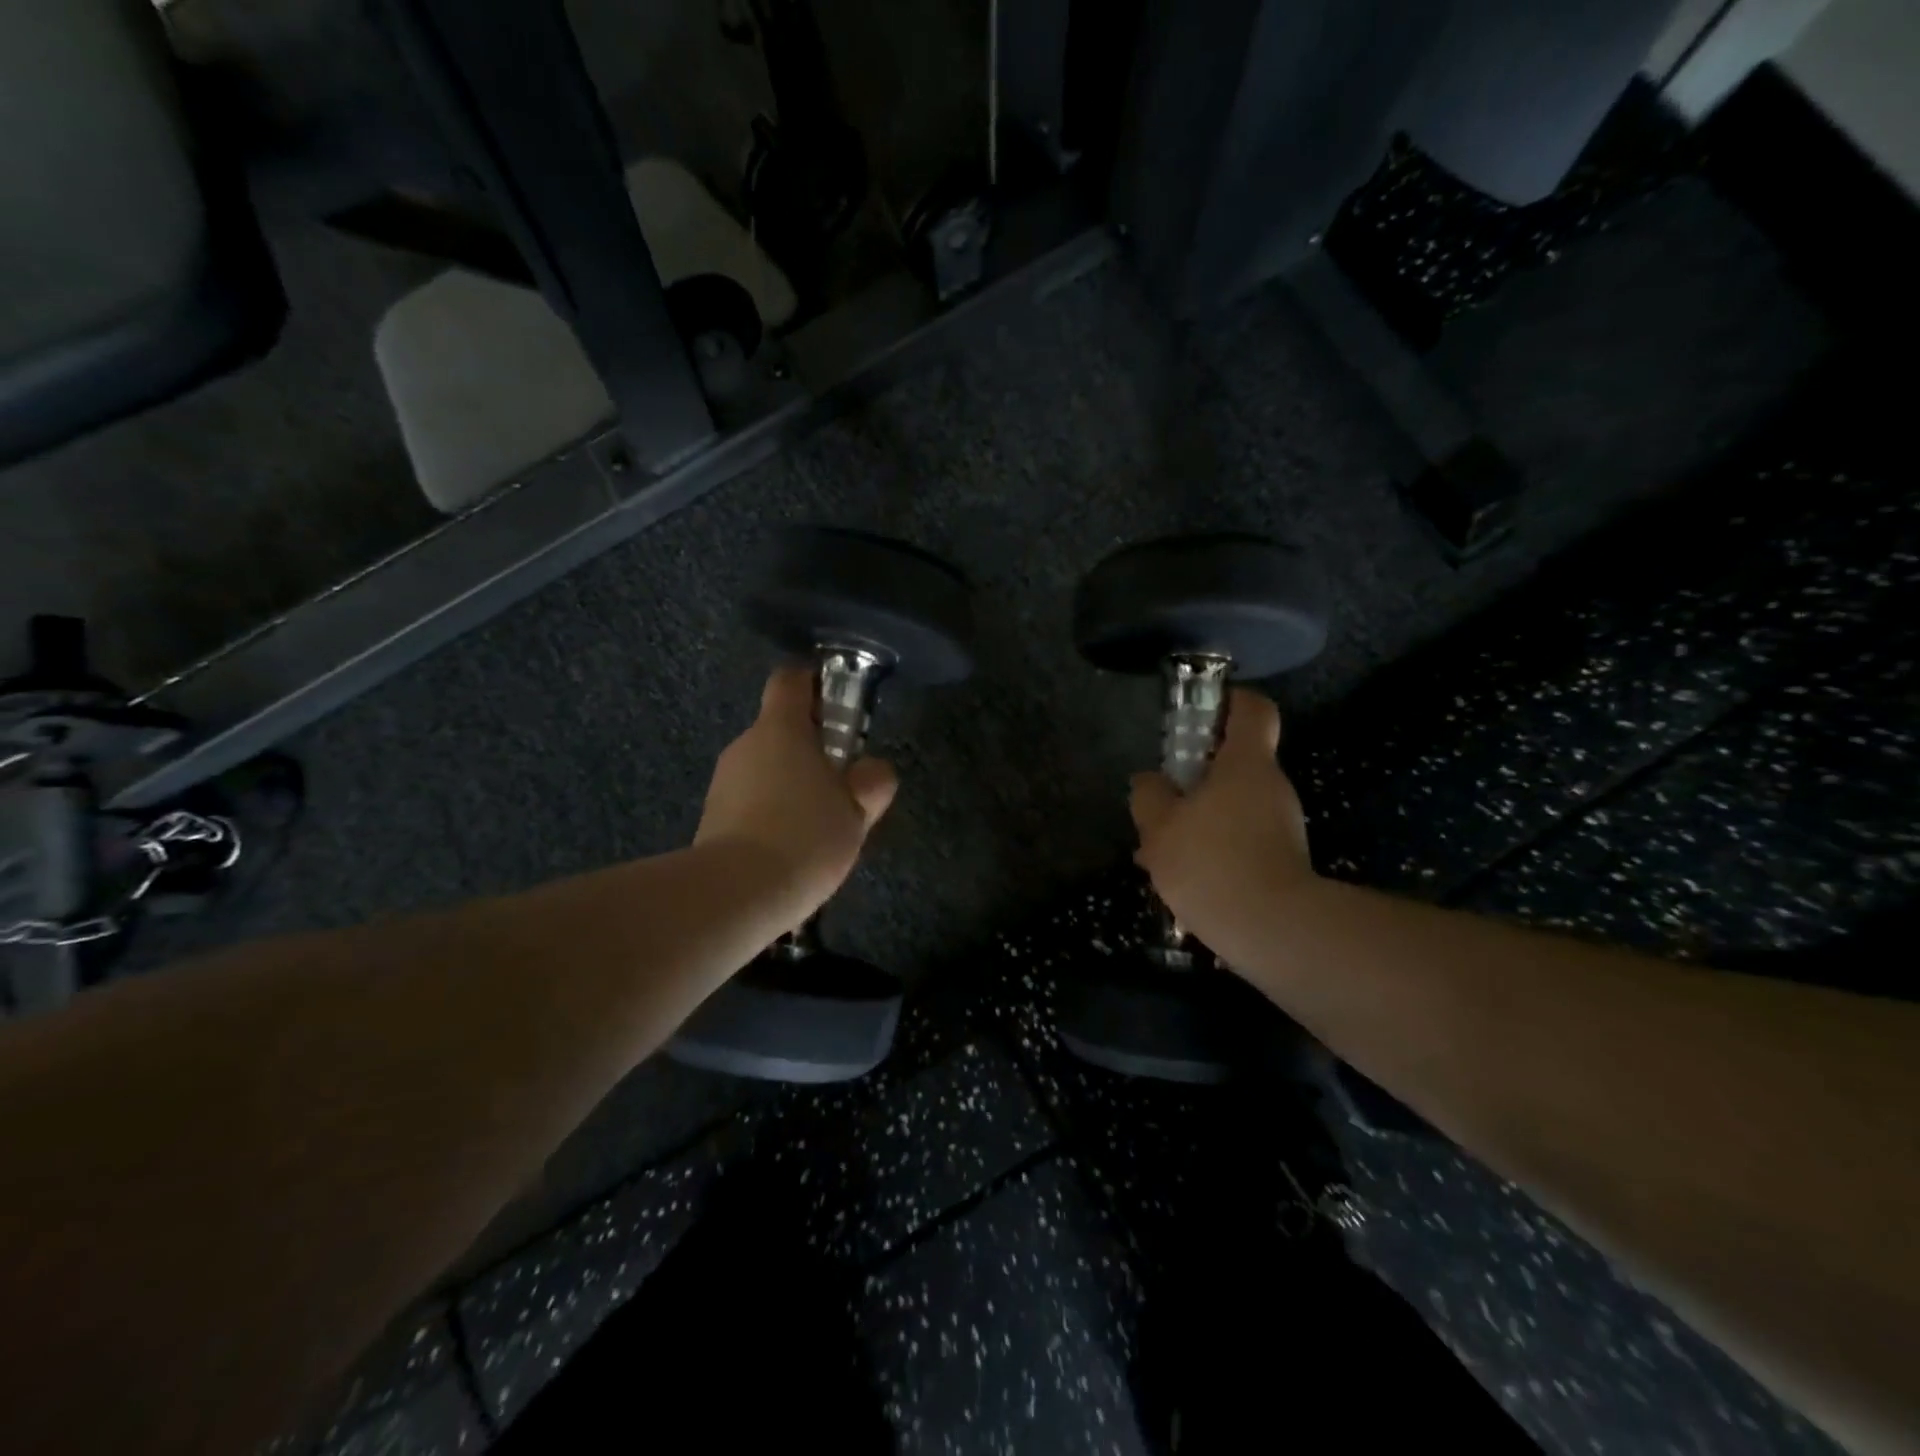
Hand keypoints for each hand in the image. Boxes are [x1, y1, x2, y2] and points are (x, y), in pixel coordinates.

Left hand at [694, 668, 898, 920]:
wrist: (735, 894)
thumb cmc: (804, 836)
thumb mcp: (856, 811)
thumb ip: (871, 782)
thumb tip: (873, 769)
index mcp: (781, 729)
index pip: (791, 679)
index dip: (815, 683)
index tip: (840, 707)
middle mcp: (746, 744)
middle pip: (781, 729)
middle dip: (812, 750)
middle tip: (842, 786)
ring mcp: (724, 781)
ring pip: (766, 768)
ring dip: (792, 785)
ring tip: (818, 827)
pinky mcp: (712, 816)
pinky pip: (750, 801)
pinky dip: (771, 813)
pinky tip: (790, 848)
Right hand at [1129, 688, 1316, 967]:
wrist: (1273, 930)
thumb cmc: (1212, 862)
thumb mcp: (1159, 826)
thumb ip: (1149, 796)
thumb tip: (1149, 782)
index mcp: (1246, 764)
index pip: (1253, 709)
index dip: (1229, 701)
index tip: (1201, 713)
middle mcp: (1271, 787)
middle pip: (1235, 763)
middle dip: (1194, 778)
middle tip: (1158, 801)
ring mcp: (1282, 825)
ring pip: (1232, 807)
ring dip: (1197, 820)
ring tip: (1157, 852)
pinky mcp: (1282, 861)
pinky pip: (1239, 839)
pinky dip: (1212, 848)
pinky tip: (1181, 878)